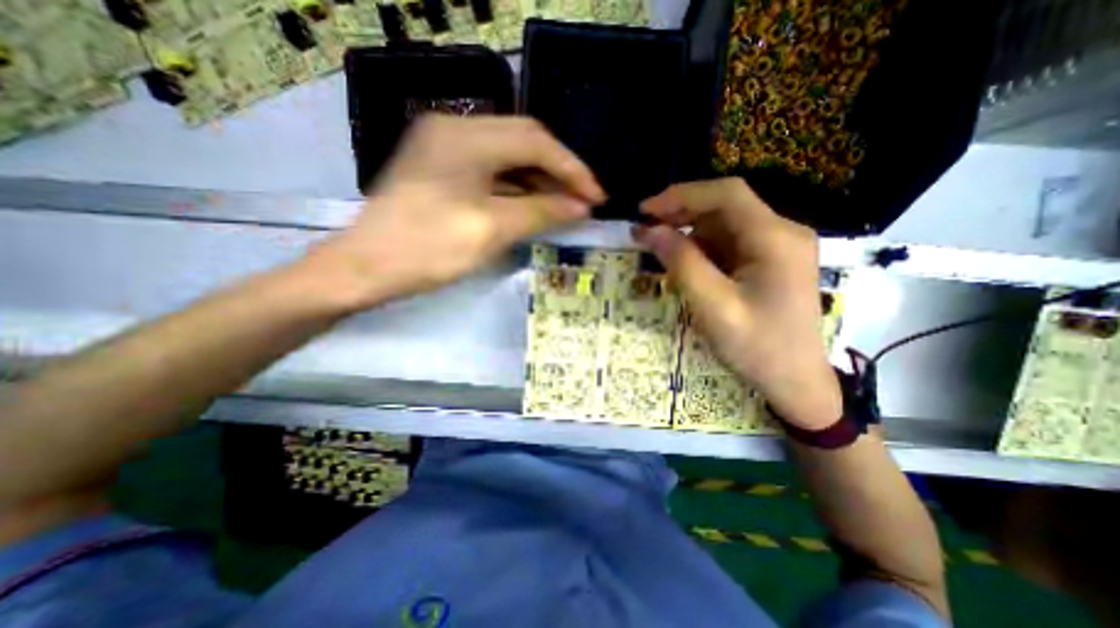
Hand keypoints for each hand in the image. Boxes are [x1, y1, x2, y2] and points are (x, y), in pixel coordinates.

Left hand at [300, 115, 603, 312]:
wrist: (365, 268)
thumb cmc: (429, 248)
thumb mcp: (492, 229)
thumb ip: (542, 212)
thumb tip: (581, 207)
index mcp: (466, 137)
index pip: (536, 141)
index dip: (572, 169)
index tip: (597, 197)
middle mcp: (455, 129)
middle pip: (524, 142)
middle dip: (559, 172)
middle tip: (583, 201)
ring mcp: (445, 147)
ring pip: (508, 156)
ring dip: (539, 180)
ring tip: (564, 206)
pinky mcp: (441, 168)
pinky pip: (491, 170)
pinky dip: (517, 187)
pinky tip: (532, 206)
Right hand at [638, 178, 839, 428]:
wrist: (795, 382)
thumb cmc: (756, 347)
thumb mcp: (712, 306)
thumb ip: (681, 263)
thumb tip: (649, 230)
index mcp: (775, 238)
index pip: (726, 194)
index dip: (681, 195)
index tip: (645, 210)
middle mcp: (782, 232)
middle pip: (726, 206)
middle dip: (682, 213)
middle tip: (646, 231)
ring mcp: (778, 246)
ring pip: (725, 224)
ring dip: (689, 233)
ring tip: (659, 250)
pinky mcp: (770, 260)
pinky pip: (729, 243)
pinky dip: (702, 248)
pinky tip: (684, 264)